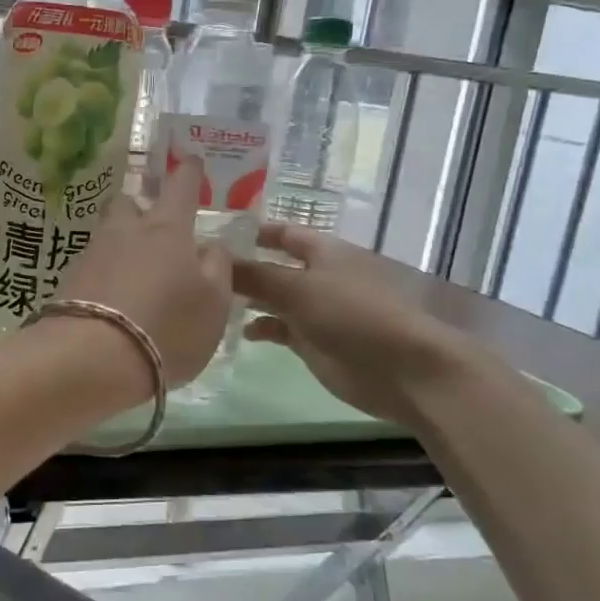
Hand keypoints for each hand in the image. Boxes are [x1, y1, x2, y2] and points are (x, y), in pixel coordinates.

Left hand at [51, 159, 233, 388]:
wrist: (91, 358)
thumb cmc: (167, 327)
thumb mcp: (214, 305)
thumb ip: (217, 269)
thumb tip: (209, 246)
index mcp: (167, 229)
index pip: (181, 187)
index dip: (188, 172)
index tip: (190, 159)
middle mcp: (125, 232)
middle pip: (127, 202)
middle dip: (139, 207)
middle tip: (154, 228)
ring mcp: (91, 254)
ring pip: (107, 234)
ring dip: (121, 243)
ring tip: (135, 271)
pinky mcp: (68, 281)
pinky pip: (92, 266)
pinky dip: (104, 274)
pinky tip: (113, 298)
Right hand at [232, 223, 493, 424]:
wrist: (401, 369)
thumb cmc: (352, 314)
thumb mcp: (297, 288)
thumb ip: (254, 275)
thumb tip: (216, 261)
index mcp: (322, 251)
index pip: (282, 233)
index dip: (251, 231)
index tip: (213, 233)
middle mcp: (317, 275)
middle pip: (273, 265)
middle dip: (242, 266)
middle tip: (198, 270)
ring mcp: (315, 310)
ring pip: (273, 298)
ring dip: (247, 298)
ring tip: (209, 301)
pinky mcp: (313, 341)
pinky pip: (279, 328)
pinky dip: (260, 327)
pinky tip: (240, 332)